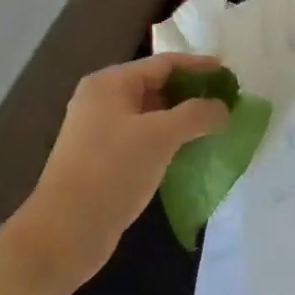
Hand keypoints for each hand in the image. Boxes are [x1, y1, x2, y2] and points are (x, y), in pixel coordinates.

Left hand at [10, 53, 229, 294]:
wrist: (65, 231)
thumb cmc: (112, 171)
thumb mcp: (159, 136)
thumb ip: (196, 115)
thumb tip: (222, 107)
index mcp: (110, 83)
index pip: (163, 63)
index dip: (198, 66)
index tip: (230, 73)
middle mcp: (102, 100)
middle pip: (156, 86)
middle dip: (192, 92)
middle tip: (228, 102)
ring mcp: (100, 131)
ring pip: (151, 115)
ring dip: (182, 118)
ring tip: (216, 125)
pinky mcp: (104, 159)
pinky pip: (143, 138)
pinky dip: (168, 139)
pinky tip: (191, 151)